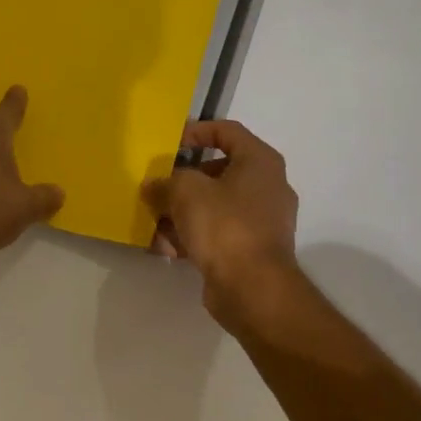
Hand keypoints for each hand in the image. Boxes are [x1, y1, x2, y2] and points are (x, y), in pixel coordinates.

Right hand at [141, 119, 299, 329]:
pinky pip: (216, 233)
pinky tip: (165, 248)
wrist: (253, 288)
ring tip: (153, 223)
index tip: (170, 143)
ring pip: (213, 206)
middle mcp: (266, 187)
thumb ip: (166, 182)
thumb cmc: (224, 225)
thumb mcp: (185, 191)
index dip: (196, 132)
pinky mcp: (250, 249)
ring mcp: (261, 221)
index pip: (227, 131)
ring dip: (181, 212)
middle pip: (217, 172)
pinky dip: (192, 236)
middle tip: (157, 186)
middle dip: (182, 181)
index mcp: (259, 162)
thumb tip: (153, 187)